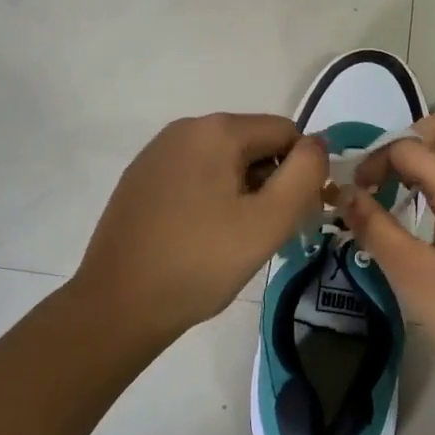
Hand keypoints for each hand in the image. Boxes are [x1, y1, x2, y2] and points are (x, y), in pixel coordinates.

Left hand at [74, 113, 328, 339]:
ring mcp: (157, 153)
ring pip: (224, 162)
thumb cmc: (200, 263)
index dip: (300, 173)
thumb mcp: (268, 221)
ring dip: (242, 193)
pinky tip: (201, 238)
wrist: (117, 305)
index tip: (293, 217)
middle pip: (254, 145)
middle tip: (265, 235)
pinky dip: (210, 199)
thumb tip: (316, 144)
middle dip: (270, 183)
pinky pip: (194, 176)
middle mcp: (184, 129)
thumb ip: (305, 174)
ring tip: (233, 242)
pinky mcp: (140, 179)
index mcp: (216, 130)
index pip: (285, 132)